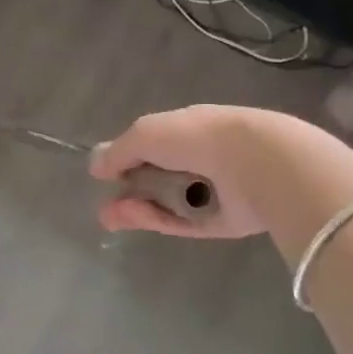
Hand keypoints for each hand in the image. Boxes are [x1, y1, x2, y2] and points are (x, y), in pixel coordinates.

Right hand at [89, 105, 281, 239]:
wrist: (257, 164)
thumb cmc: (198, 138)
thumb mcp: (146, 134)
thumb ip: (118, 151)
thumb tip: (95, 166)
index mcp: (188, 129)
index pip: (152, 146)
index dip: (126, 160)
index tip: (104, 175)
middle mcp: (201, 159)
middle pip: (156, 179)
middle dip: (128, 192)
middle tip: (105, 209)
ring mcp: (213, 192)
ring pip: (167, 204)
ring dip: (137, 210)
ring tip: (112, 216)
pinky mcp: (223, 222)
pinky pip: (184, 223)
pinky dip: (160, 220)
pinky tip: (138, 217)